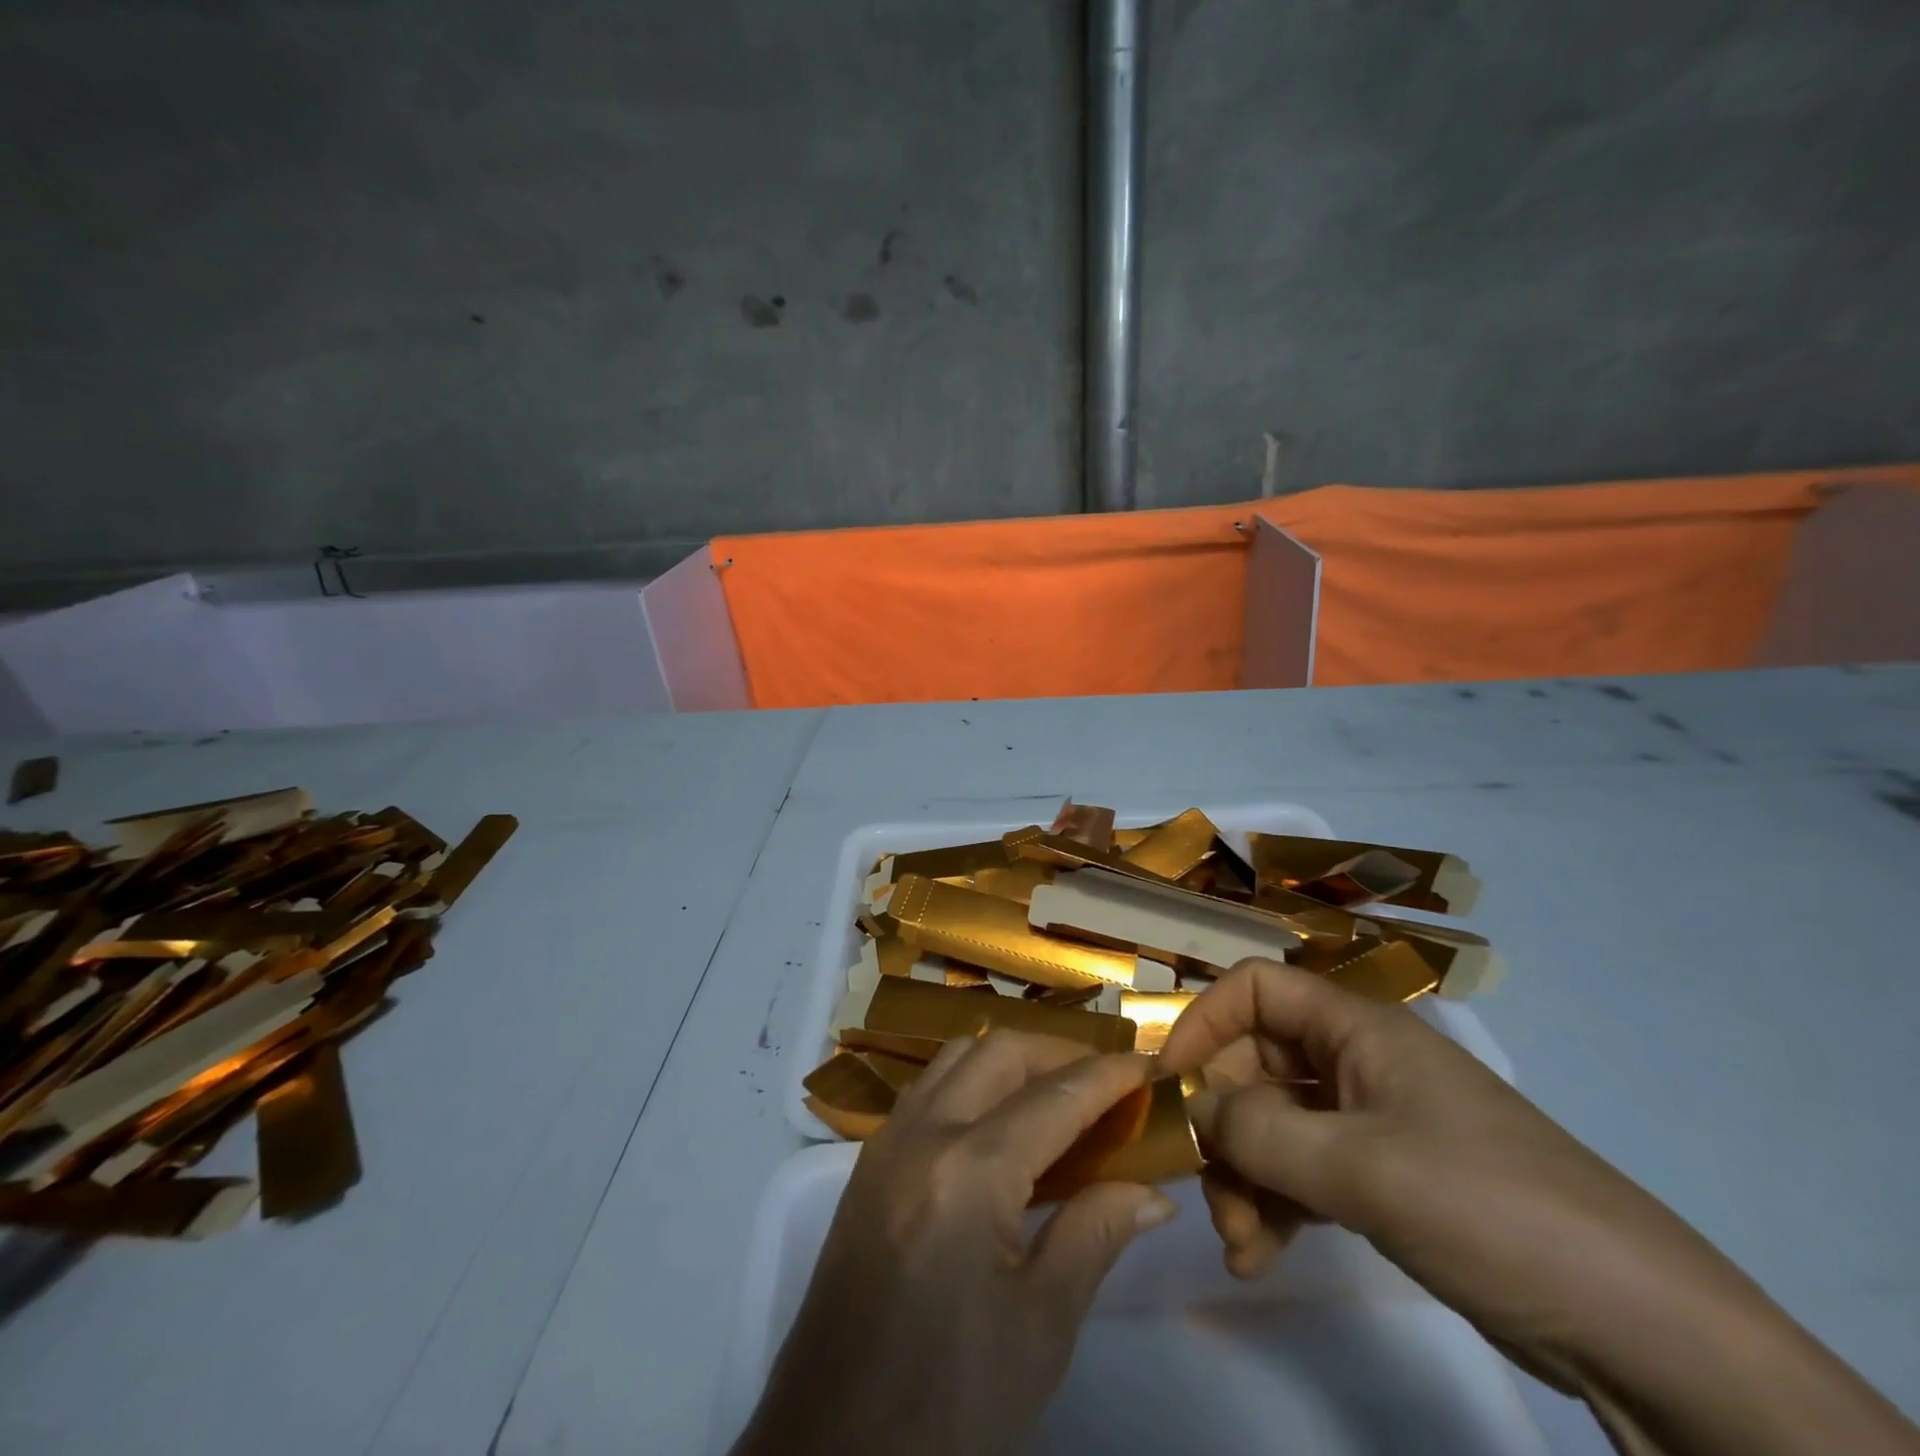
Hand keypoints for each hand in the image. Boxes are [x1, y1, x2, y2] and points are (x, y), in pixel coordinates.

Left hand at [734, 1032, 1177, 1455]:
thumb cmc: (951, 1401)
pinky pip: (929, 1088)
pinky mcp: (869, 1163)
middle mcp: (922, 1133)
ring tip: (1059, 1093)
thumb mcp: (1040, 1327)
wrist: (834, 1449)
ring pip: (957, 1057)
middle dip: (1059, 1052)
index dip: (1107, 1076)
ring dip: (1012, 1059)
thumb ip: (1095, 1235)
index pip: (1054, 1097)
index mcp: (968, 1171)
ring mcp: (887, 1142)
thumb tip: (1152, 1192)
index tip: (1147, 1066)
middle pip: (999, 1051)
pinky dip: (973, 1080)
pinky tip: (1001, 1121)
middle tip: (1107, 1083)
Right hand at [1159, 959, 1919, 1455]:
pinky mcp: (1385, 1179)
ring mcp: (1371, 1123)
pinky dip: (1275, 1207)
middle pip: (1255, 1067)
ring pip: (1274, 1126)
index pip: (1255, 990)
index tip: (1170, 1084)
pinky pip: (1303, 1172)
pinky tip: (1260, 1257)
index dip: (1204, 1023)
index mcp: (1357, 1030)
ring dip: (1244, 1179)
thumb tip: (1193, 1109)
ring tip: (1241, 1245)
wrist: (1640, 1327)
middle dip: (1224, 1129)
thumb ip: (1260, 1132)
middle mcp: (1357, 1064)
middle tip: (1211, 1197)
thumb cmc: (1489, 1207)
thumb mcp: (1361, 1167)